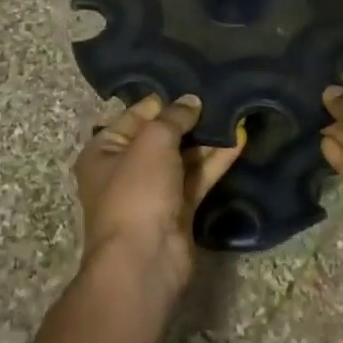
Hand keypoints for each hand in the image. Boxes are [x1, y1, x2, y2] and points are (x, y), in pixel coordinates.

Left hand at [72, 94, 246, 297]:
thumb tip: (191, 101)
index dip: (163, 100)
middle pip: (160, 137)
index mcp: (103, 151)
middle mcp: (125, 169)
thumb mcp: (152, 142)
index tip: (193, 83)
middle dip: (189, 120)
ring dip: (206, 140)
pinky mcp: (178, 210)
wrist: (144, 259)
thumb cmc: (137, 191)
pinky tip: (239, 140)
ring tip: (234, 113)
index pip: (135, 115)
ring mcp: (153, 192)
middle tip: (220, 95)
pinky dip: (216, 161)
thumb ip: (173, 117)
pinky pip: (198, 178)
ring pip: (183, 158)